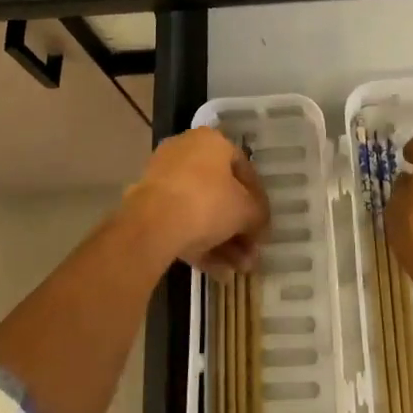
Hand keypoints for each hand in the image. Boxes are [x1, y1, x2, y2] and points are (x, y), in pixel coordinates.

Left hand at [121, 127, 269, 273]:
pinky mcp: (148, 204)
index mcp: (212, 140)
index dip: (258, 199)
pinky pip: (181, 221)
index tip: (264, 225)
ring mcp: (164, 178)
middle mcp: (187, 151)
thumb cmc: (207, 202)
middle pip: (220, 192)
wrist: (152, 224)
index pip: (243, 167)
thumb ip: (258, 215)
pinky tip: (217, 271)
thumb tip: (260, 225)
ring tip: (237, 270)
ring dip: (223, 240)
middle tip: (250, 254)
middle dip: (238, 227)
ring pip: (200, 210)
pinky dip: (200, 243)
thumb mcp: (245, 210)